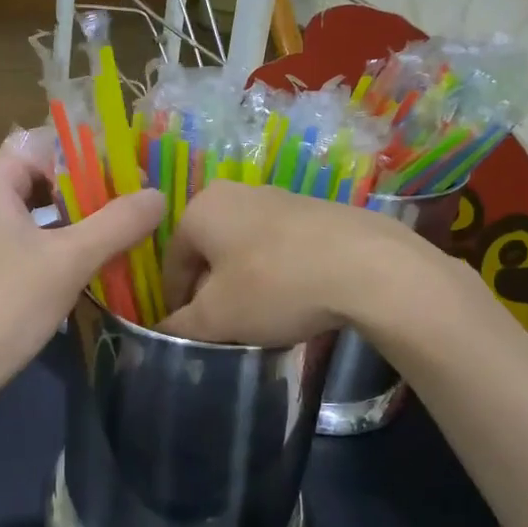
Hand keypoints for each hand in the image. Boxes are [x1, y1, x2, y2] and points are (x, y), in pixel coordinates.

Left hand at [0, 130, 161, 408]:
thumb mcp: (70, 259)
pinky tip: (97, 259)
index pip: (51, 144)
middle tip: (139, 203)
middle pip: (47, 174)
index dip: (95, 155)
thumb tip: (158, 194)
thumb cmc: (5, 305)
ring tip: (128, 229)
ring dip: (82, 218)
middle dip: (93, 188)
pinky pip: (31, 236)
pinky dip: (63, 241)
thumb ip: (118, 222)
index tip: (136, 174)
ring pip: (41, 208)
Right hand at [160, 183, 418, 345]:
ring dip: (243, 283)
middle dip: (211, 292)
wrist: (367, 265)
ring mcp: (279, 197)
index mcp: (202, 209)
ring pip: (244, 249)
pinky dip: (276, 273)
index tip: (187, 333)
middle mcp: (236, 193)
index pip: (172, 261)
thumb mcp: (218, 317)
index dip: (175, 302)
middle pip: (209, 252)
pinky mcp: (315, 210)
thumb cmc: (275, 285)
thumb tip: (160, 332)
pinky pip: (279, 246)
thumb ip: (180, 326)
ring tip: (260, 318)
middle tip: (222, 328)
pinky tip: (293, 299)